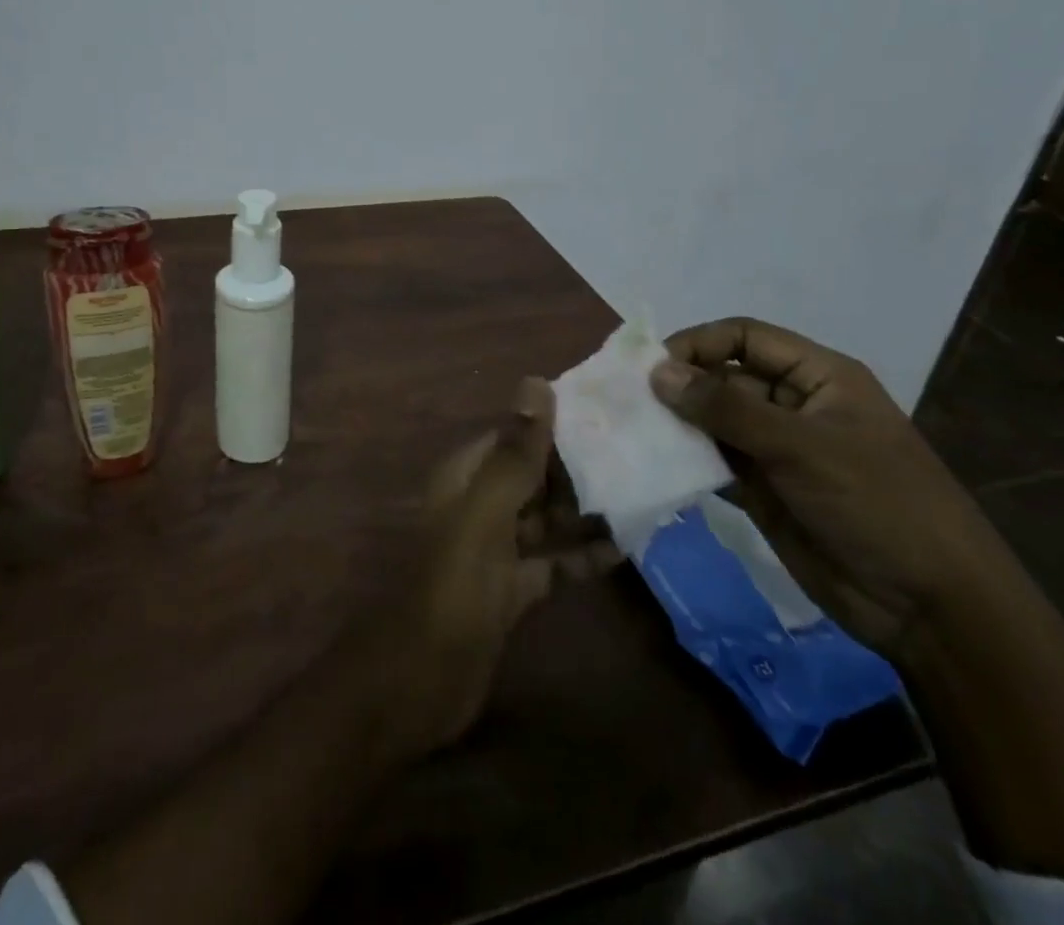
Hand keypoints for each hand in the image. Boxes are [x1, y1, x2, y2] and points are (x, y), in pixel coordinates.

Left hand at [371, 378, 618, 753]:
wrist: (420, 680)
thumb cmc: (453, 586)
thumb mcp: (485, 514)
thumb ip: (513, 454)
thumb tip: (536, 383)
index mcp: (464, 477)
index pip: (513, 435)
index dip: (554, 424)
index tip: (610, 414)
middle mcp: (479, 505)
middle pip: (533, 476)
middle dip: (578, 468)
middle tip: (640, 455)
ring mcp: (496, 550)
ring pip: (546, 518)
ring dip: (586, 511)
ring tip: (643, 495)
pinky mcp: (512, 590)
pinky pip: (552, 562)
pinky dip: (582, 556)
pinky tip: (625, 549)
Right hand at [649, 318, 1013, 656]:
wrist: (930, 608)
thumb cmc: (877, 504)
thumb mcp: (802, 447)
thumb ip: (726, 408)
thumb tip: (657, 371)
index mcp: (818, 377)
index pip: (746, 337)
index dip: (699, 343)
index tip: (653, 366)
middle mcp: (793, 404)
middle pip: (724, 376)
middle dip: (681, 385)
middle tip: (630, 401)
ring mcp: (777, 449)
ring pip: (714, 420)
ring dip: (678, 422)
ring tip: (632, 429)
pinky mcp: (764, 490)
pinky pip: (715, 461)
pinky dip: (686, 459)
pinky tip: (654, 463)